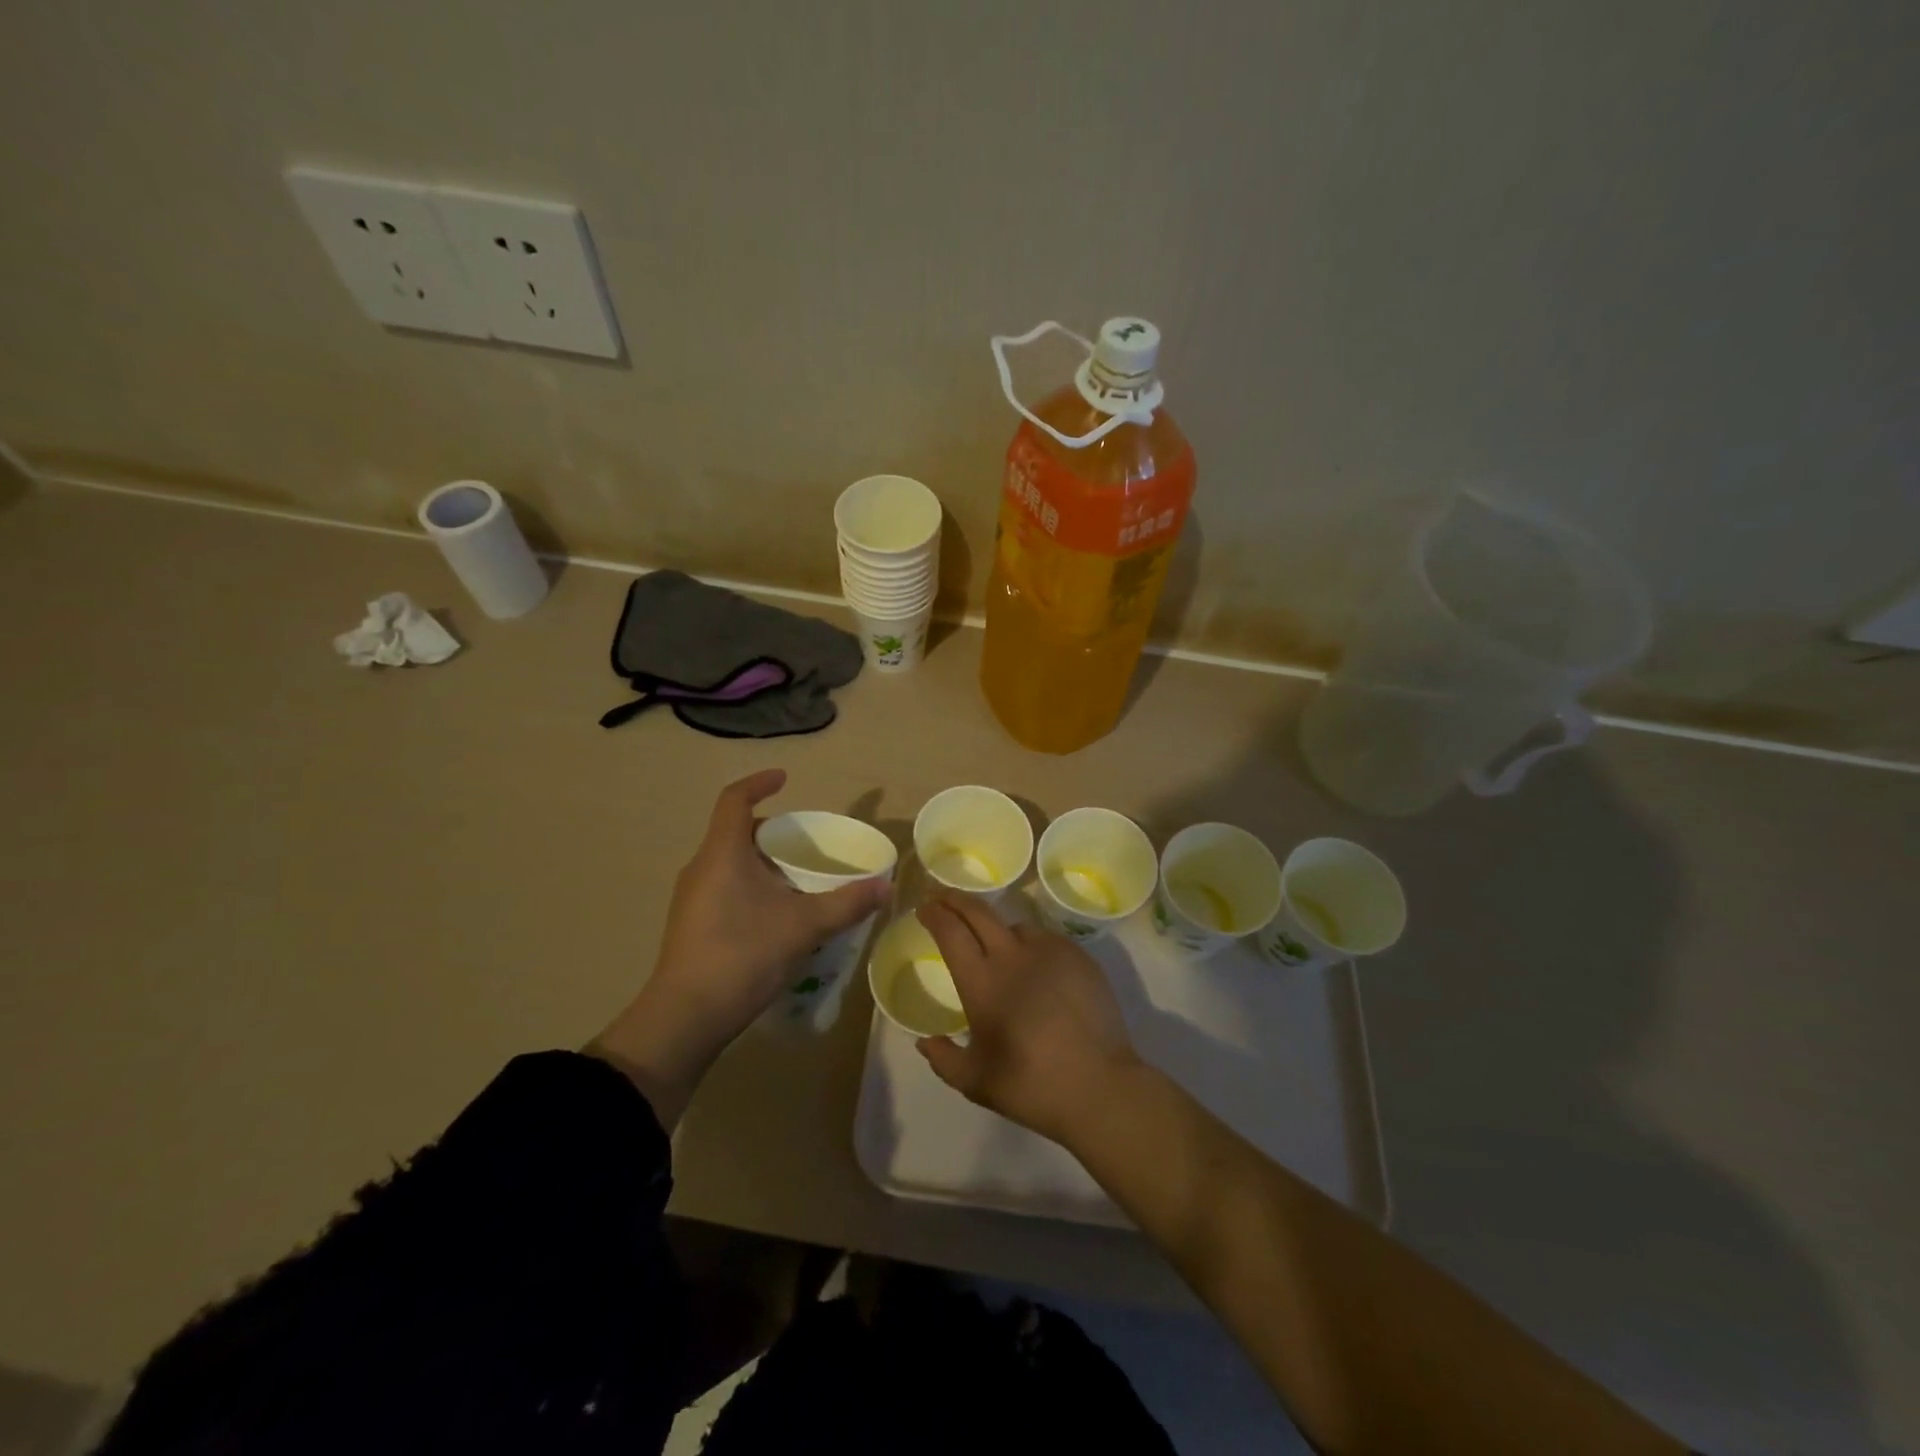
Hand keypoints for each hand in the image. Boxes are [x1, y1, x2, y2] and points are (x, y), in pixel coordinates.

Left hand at [592, 769, 890, 1123]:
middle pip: (736, 832)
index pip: (734, 799)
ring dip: (764, 862)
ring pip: (731, 863)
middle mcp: (702, 868)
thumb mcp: (803, 926)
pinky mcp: (692, 925)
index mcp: (722, 853)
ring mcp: (692, 898)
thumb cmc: (742, 955)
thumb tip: (886, 885)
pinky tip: (778, 915)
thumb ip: (846, 903)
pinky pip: (726, 888)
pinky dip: (753, 887)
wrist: (685, 1018)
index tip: (785, 778)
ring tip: (799, 879)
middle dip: (772, 831)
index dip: (759, 783)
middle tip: (807, 843)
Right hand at [914, 895, 1141, 1145]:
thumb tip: (925, 1042)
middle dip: (955, 899)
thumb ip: (944, 1059)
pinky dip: (1030, 944)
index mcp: (981, 981)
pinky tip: (1034, 965)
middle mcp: (1012, 955)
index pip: (950, 931)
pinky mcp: (1078, 956)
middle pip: (978, 912)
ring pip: (1015, 925)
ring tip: (994, 942)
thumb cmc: (1031, 1085)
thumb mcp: (976, 1082)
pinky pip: (1046, 938)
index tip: (924, 907)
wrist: (1099, 1085)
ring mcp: (1049, 951)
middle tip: (943, 897)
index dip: (934, 914)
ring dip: (996, 927)